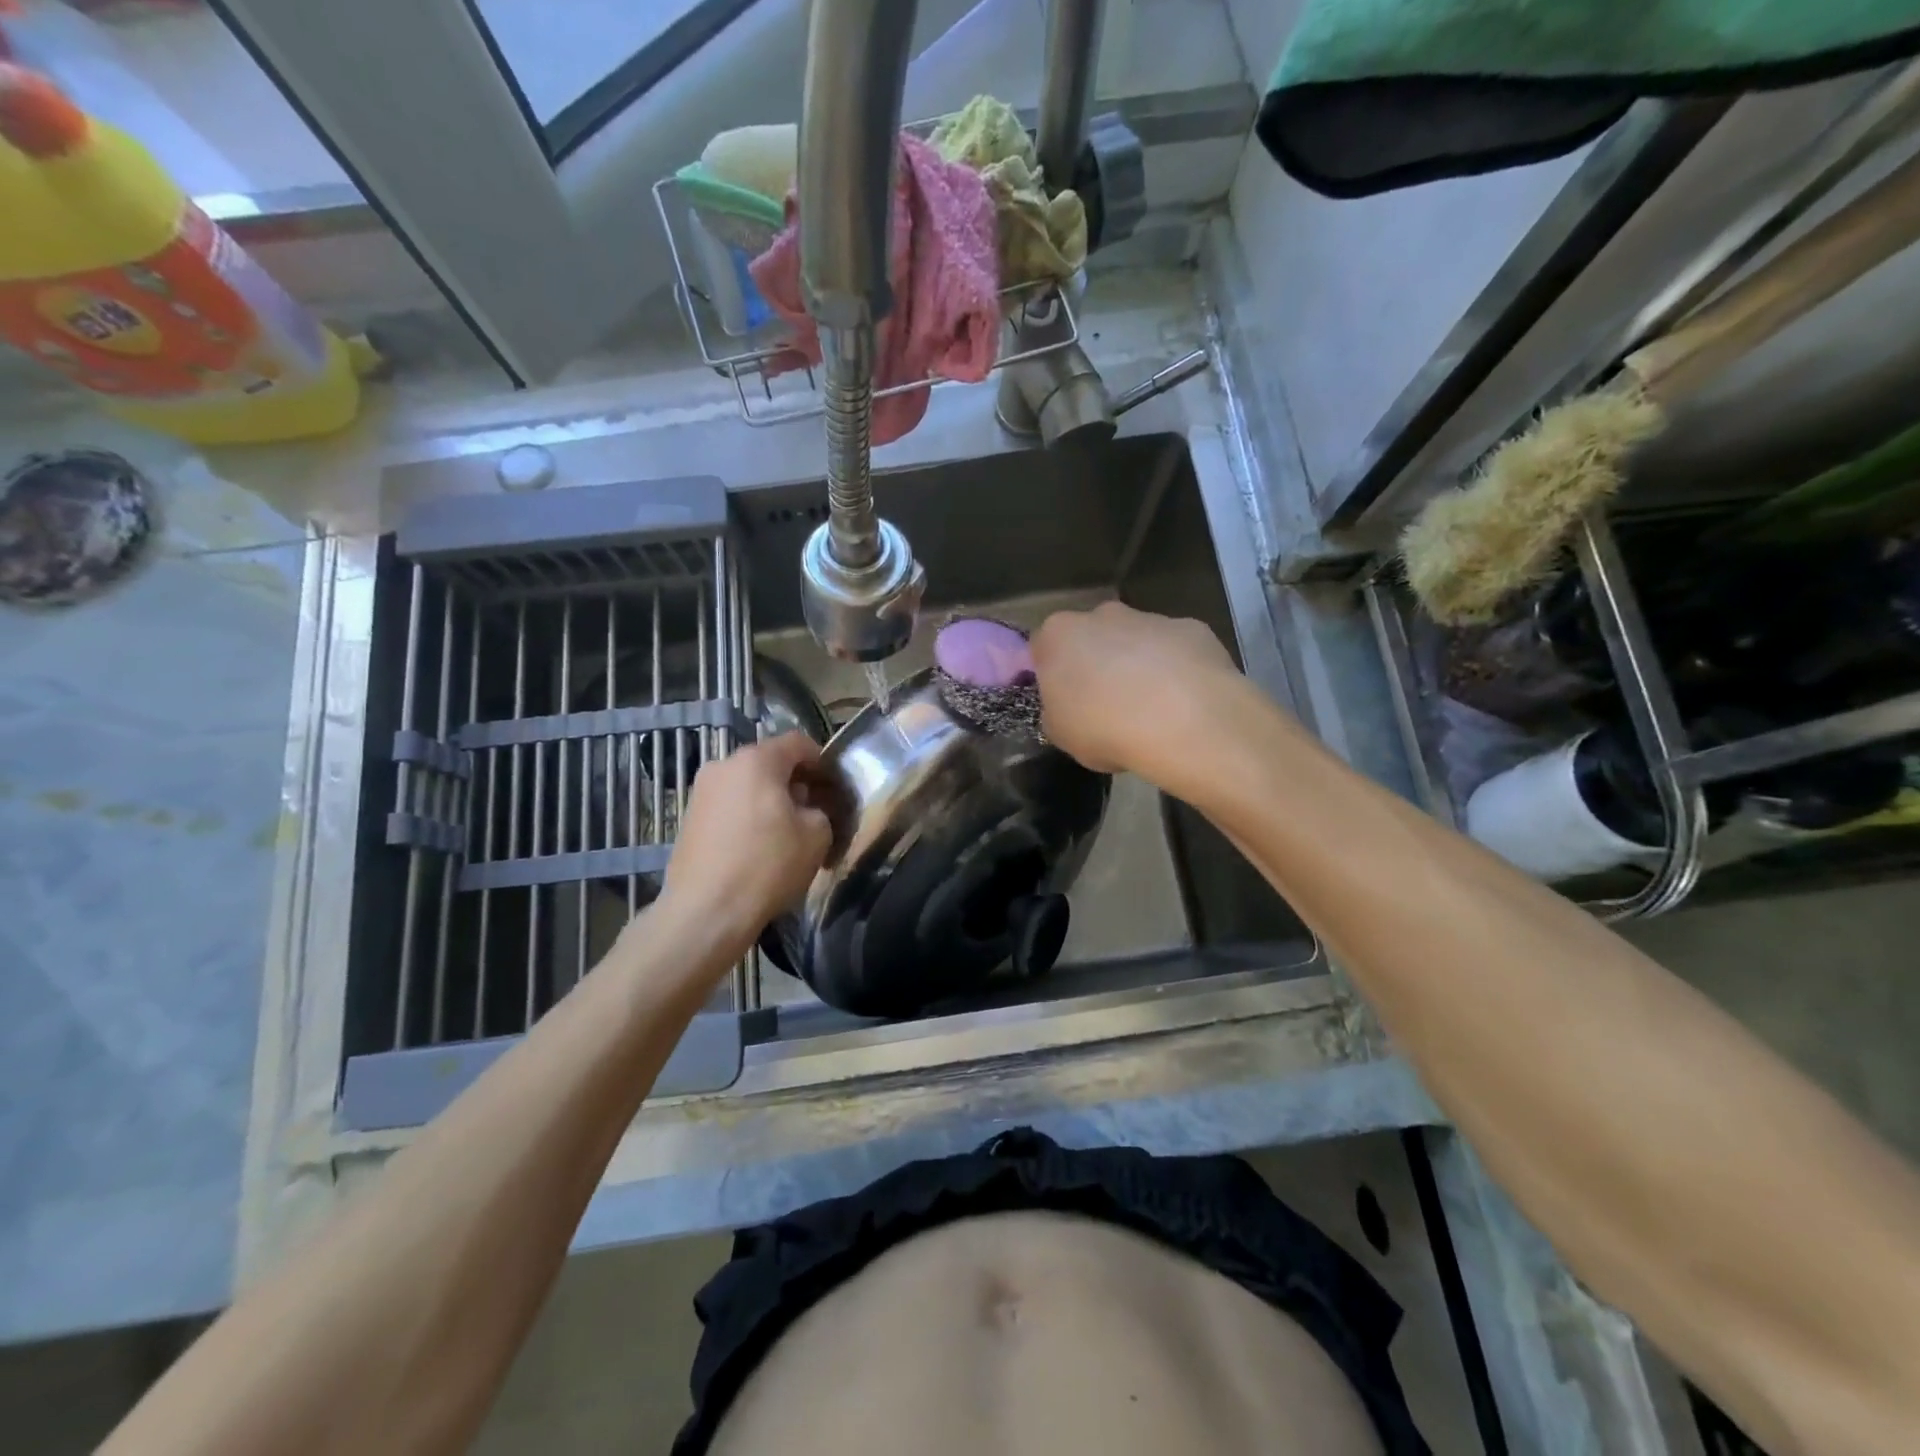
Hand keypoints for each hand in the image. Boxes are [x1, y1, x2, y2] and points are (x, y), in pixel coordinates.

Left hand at [656, 733, 833, 958]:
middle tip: (815, 812)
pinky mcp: (689, 818)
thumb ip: (820, 809)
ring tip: (786, 833)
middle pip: (770, 763)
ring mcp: (701, 791)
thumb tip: (809, 808)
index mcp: (757, 760)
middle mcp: (724, 765)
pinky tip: (757, 847)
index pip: (798, 743)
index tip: (834, 788)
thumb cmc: (768, 865)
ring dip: (770, 800)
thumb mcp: (817, 835)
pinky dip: (747, 816)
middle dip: (795, 782)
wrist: (706, 911)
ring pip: (747, 785)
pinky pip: (729, 806)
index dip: (822, 762)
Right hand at [1031, 603, 1243, 779]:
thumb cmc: (1106, 728)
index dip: (1053, 674)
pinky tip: (1184, 701)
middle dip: (1097, 662)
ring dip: (1138, 665)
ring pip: (1136, 639)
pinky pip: (1176, 649)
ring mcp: (1150, 617)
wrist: (1185, 722)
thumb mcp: (1061, 734)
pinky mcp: (1192, 628)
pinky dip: (1177, 669)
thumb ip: (1056, 711)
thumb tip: (1067, 707)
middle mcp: (1102, 614)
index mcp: (1059, 635)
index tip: (1065, 700)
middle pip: (1092, 636)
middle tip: (1107, 704)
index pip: (1044, 647)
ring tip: (1152, 709)